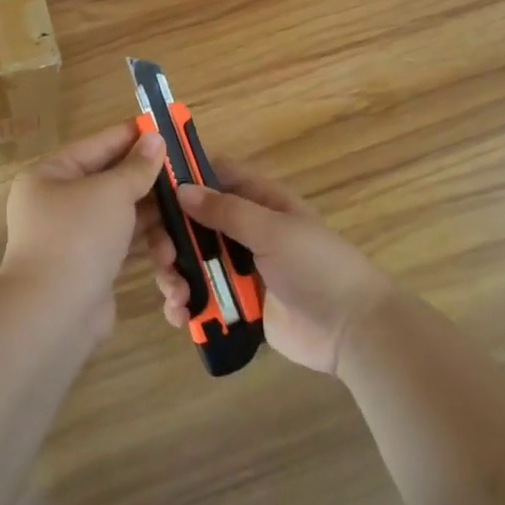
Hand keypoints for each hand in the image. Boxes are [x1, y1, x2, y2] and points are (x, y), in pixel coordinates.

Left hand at [1, 123, 164, 327]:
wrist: (53, 313)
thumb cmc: (79, 236)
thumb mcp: (112, 192)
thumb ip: (137, 166)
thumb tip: (155, 139)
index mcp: (50, 174)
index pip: (98, 145)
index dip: (132, 136)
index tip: (166, 129)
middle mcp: (57, 202)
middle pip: (111, 182)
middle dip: (149, 184)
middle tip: (186, 177)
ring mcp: (72, 237)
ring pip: (121, 216)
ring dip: (152, 219)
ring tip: (182, 220)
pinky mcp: (88, 266)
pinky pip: (122, 245)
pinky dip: (144, 245)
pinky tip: (170, 250)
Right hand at [148, 160, 392, 374]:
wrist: (352, 330)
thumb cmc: (317, 266)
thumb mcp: (273, 230)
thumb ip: (225, 211)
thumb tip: (181, 189)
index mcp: (258, 200)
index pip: (214, 175)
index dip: (184, 176)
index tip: (151, 189)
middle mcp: (243, 229)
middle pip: (191, 222)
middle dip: (170, 237)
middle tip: (164, 256)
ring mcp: (238, 267)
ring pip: (190, 261)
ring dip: (174, 274)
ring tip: (177, 295)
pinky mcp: (235, 303)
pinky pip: (200, 298)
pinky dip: (185, 305)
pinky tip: (180, 315)